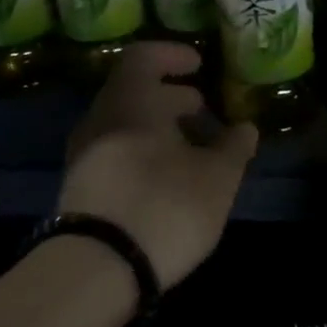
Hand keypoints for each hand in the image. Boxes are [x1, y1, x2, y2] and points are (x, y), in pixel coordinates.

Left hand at [60, 42, 257, 289]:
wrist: (95, 271)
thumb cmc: (164, 206)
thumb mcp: (217, 178)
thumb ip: (234, 147)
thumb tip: (245, 128)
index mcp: (130, 101)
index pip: (143, 57)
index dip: (172, 55)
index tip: (198, 65)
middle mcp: (101, 119)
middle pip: (133, 92)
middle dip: (170, 97)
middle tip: (202, 110)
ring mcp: (84, 155)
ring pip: (124, 125)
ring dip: (158, 129)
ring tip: (192, 149)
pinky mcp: (80, 189)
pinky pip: (115, 152)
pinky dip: (142, 152)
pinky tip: (167, 178)